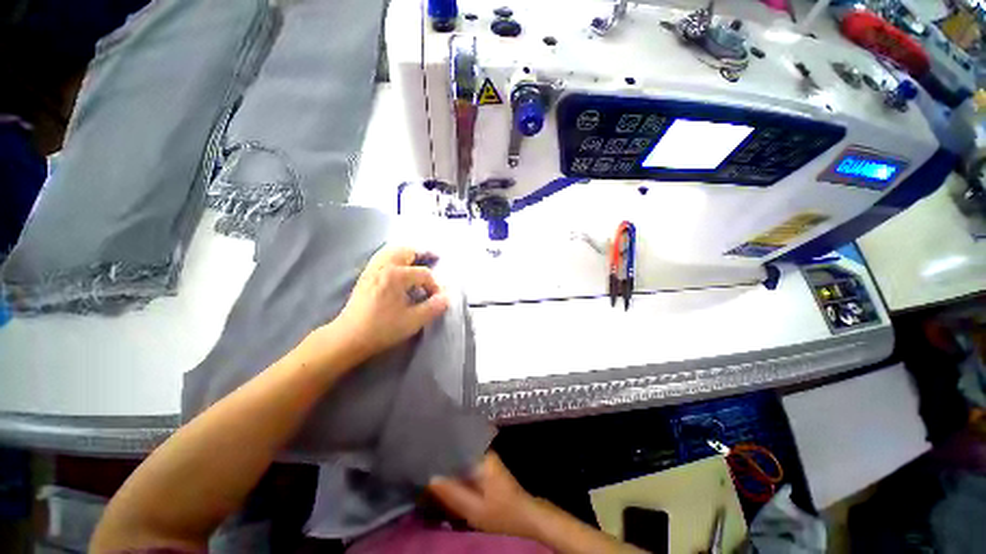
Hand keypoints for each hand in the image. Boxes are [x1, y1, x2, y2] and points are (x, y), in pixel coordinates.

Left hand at [330, 246, 448, 361]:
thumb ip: (433, 307)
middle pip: (406, 251)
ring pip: (391, 251)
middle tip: (434, 259)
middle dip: (422, 255)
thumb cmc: (382, 329)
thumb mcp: (413, 321)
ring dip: (407, 253)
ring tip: (418, 260)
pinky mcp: (365, 276)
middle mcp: (384, 267)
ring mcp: (372, 269)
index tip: (437, 298)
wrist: (348, 338)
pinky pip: (382, 257)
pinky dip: (394, 256)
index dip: (434, 285)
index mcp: (397, 276)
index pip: (424, 274)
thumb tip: (446, 298)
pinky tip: (398, 267)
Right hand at [429, 452, 543, 539]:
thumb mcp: (475, 510)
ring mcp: (485, 460)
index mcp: (482, 457)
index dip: (441, 447)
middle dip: (443, 456)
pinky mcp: (485, 468)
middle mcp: (483, 453)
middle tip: (424, 461)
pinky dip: (456, 471)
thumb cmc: (502, 512)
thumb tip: (431, 478)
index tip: (425, 449)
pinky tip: (445, 478)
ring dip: (449, 464)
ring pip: (461, 458)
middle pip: (458, 449)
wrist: (525, 516)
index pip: (458, 444)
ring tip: (430, 468)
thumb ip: (453, 494)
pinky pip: (466, 465)